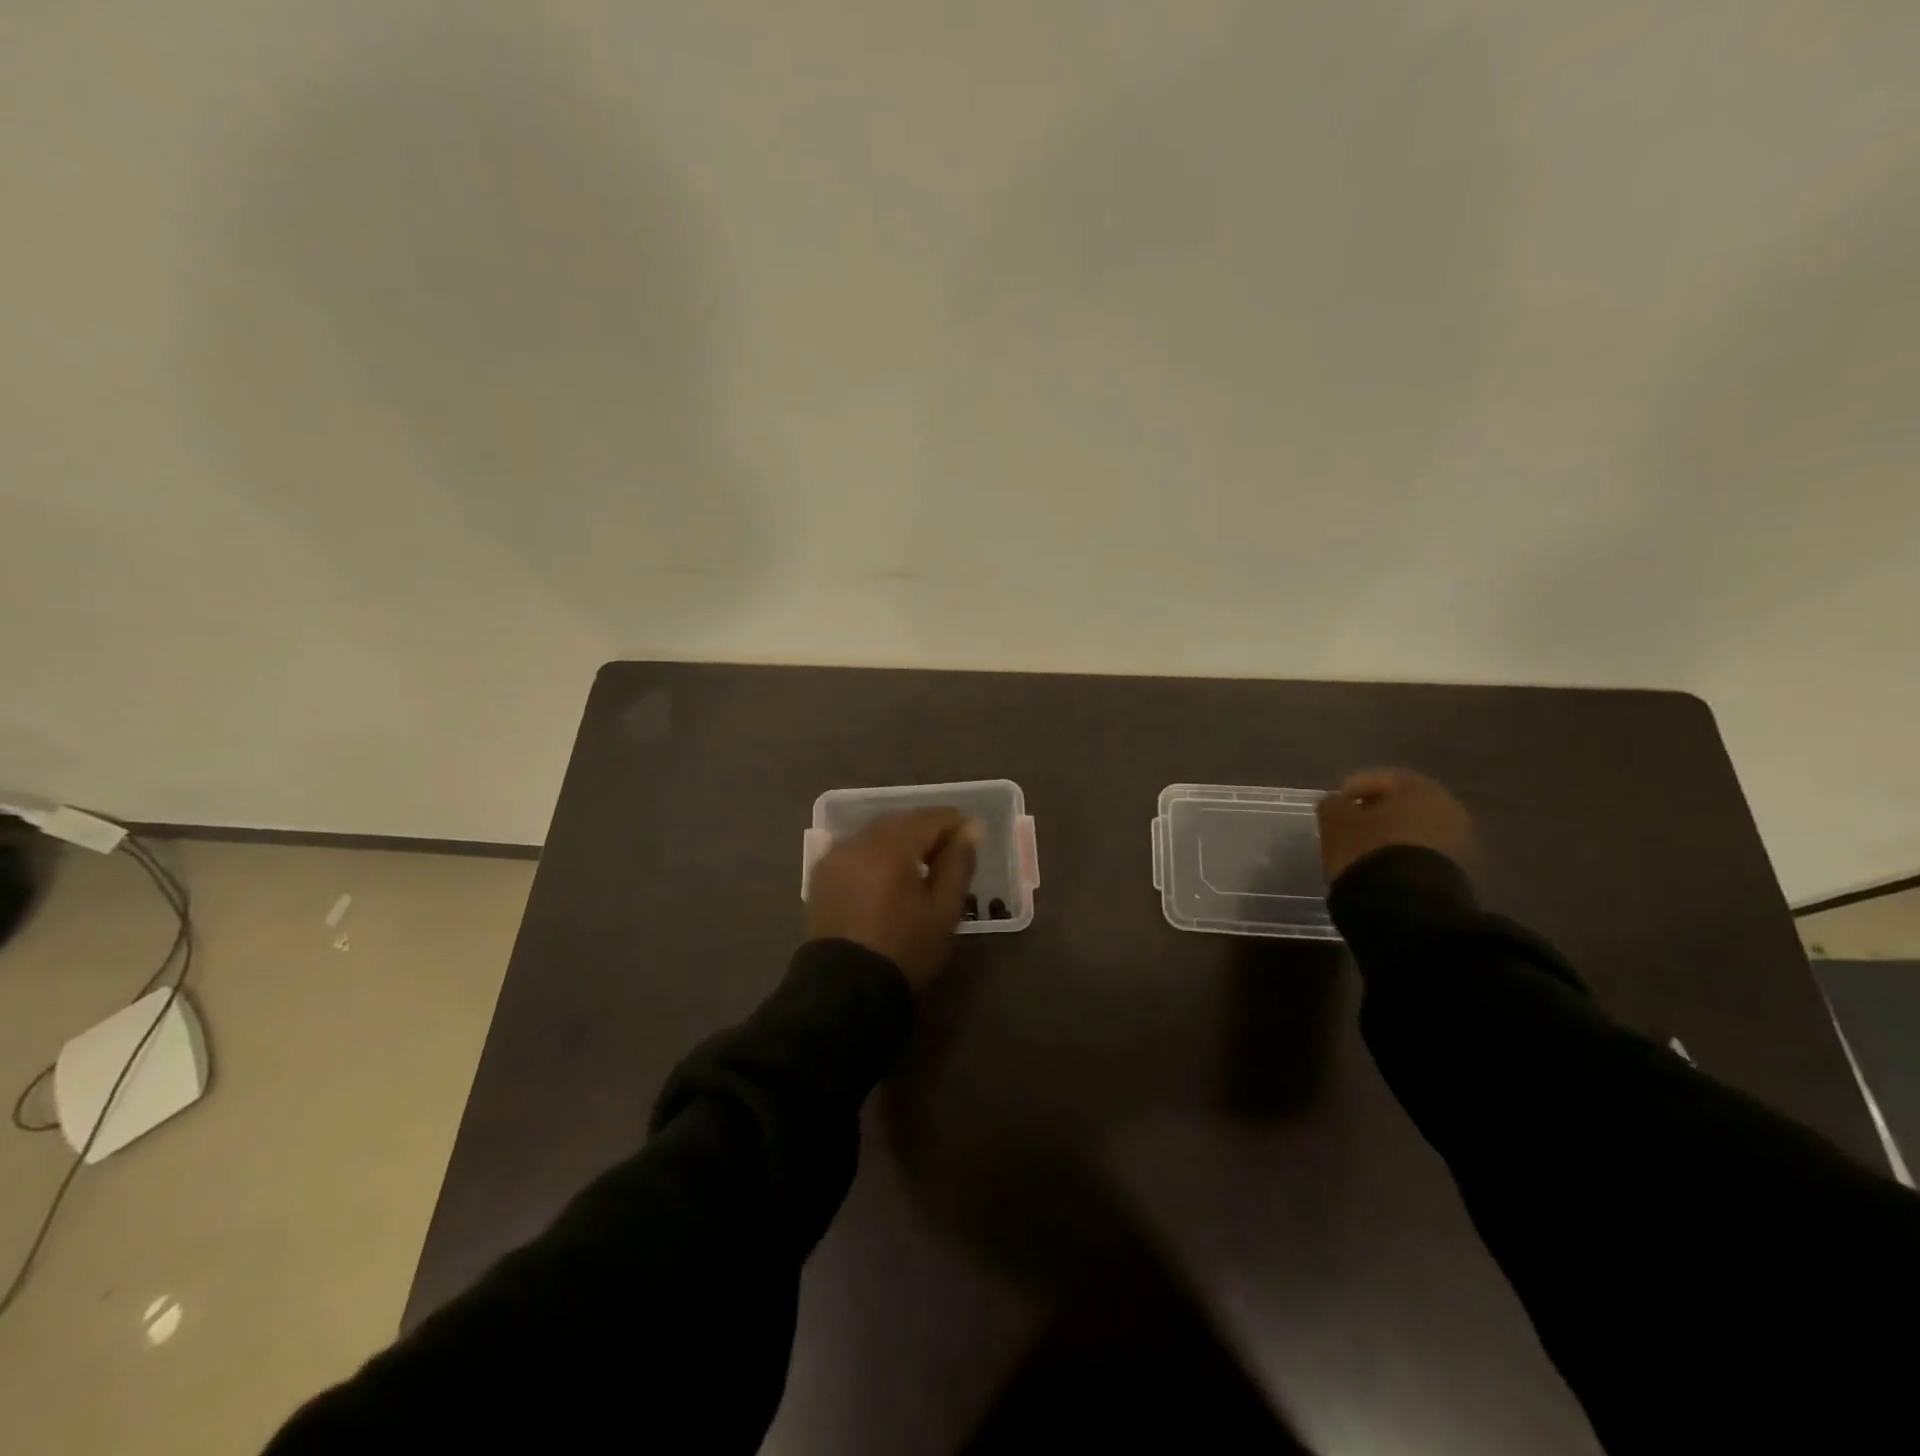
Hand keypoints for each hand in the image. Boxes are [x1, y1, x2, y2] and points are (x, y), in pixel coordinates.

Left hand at [805, 809, 981, 987]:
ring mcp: (834, 857)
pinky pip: (857, 852)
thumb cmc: (904, 948)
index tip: (974, 836)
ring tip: (923, 866)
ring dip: (902, 842)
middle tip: (951, 852)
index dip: (955, 823)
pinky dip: (877, 855)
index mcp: (889, 845)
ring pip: (876, 835)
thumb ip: (958, 862)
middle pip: (900, 822)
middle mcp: (857, 841)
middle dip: (927, 830)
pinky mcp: (822, 876)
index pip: (929, 818)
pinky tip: (890, 876)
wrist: (845, 991)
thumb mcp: (944, 909)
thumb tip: (971, 828)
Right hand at [1315, 769, 1477, 883]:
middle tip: (1350, 826)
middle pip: (1403, 804)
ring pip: (1416, 830)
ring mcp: (1459, 841)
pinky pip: (1424, 853)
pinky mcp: (1460, 871)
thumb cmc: (1368, 850)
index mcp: (1419, 787)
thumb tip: (1335, 803)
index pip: (1380, 778)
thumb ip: (1332, 805)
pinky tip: (1384, 867)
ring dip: (1392, 835)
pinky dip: (1404, 855)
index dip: (1352, 789)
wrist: (1408, 904)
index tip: (1334, 806)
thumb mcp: (1336, 822)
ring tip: (1365, 850)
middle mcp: (1447, 807)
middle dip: (1376, 812)